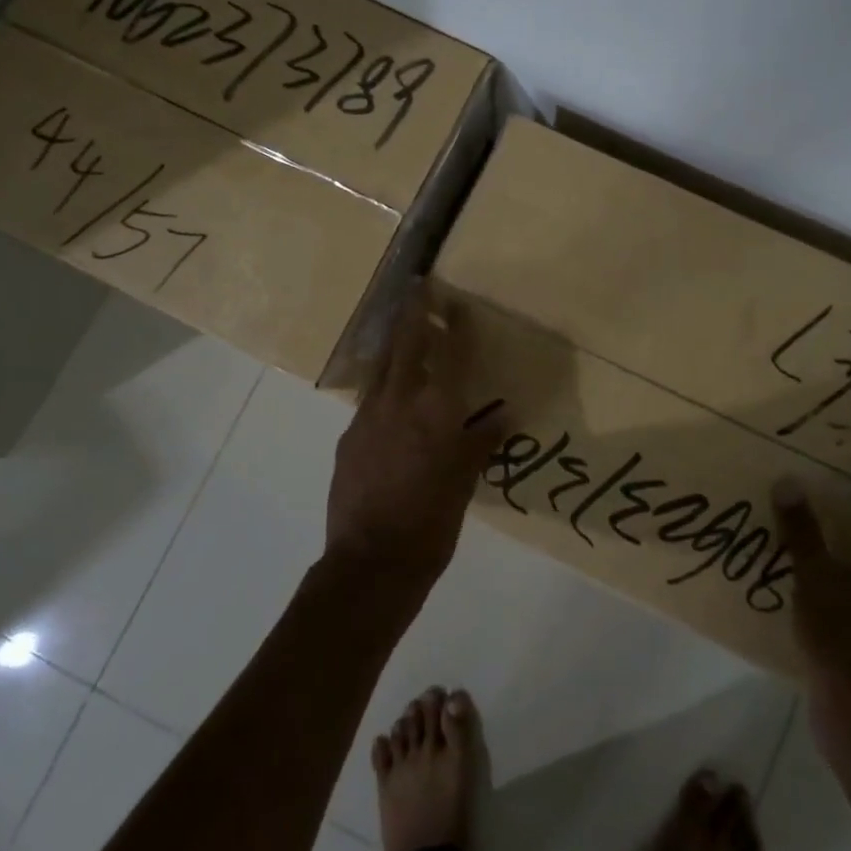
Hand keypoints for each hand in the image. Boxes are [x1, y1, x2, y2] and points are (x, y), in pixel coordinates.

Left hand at [325, 287, 504, 589]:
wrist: (371, 562)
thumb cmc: (432, 523)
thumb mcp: (465, 483)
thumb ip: (481, 443)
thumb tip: (501, 417)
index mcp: (436, 411)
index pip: (450, 354)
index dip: (454, 323)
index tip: (454, 299)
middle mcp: (399, 402)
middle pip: (405, 344)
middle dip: (412, 313)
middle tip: (417, 288)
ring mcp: (367, 417)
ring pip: (380, 366)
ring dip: (392, 343)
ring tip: (400, 329)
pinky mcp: (348, 437)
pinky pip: (368, 398)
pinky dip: (381, 384)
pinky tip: (387, 394)